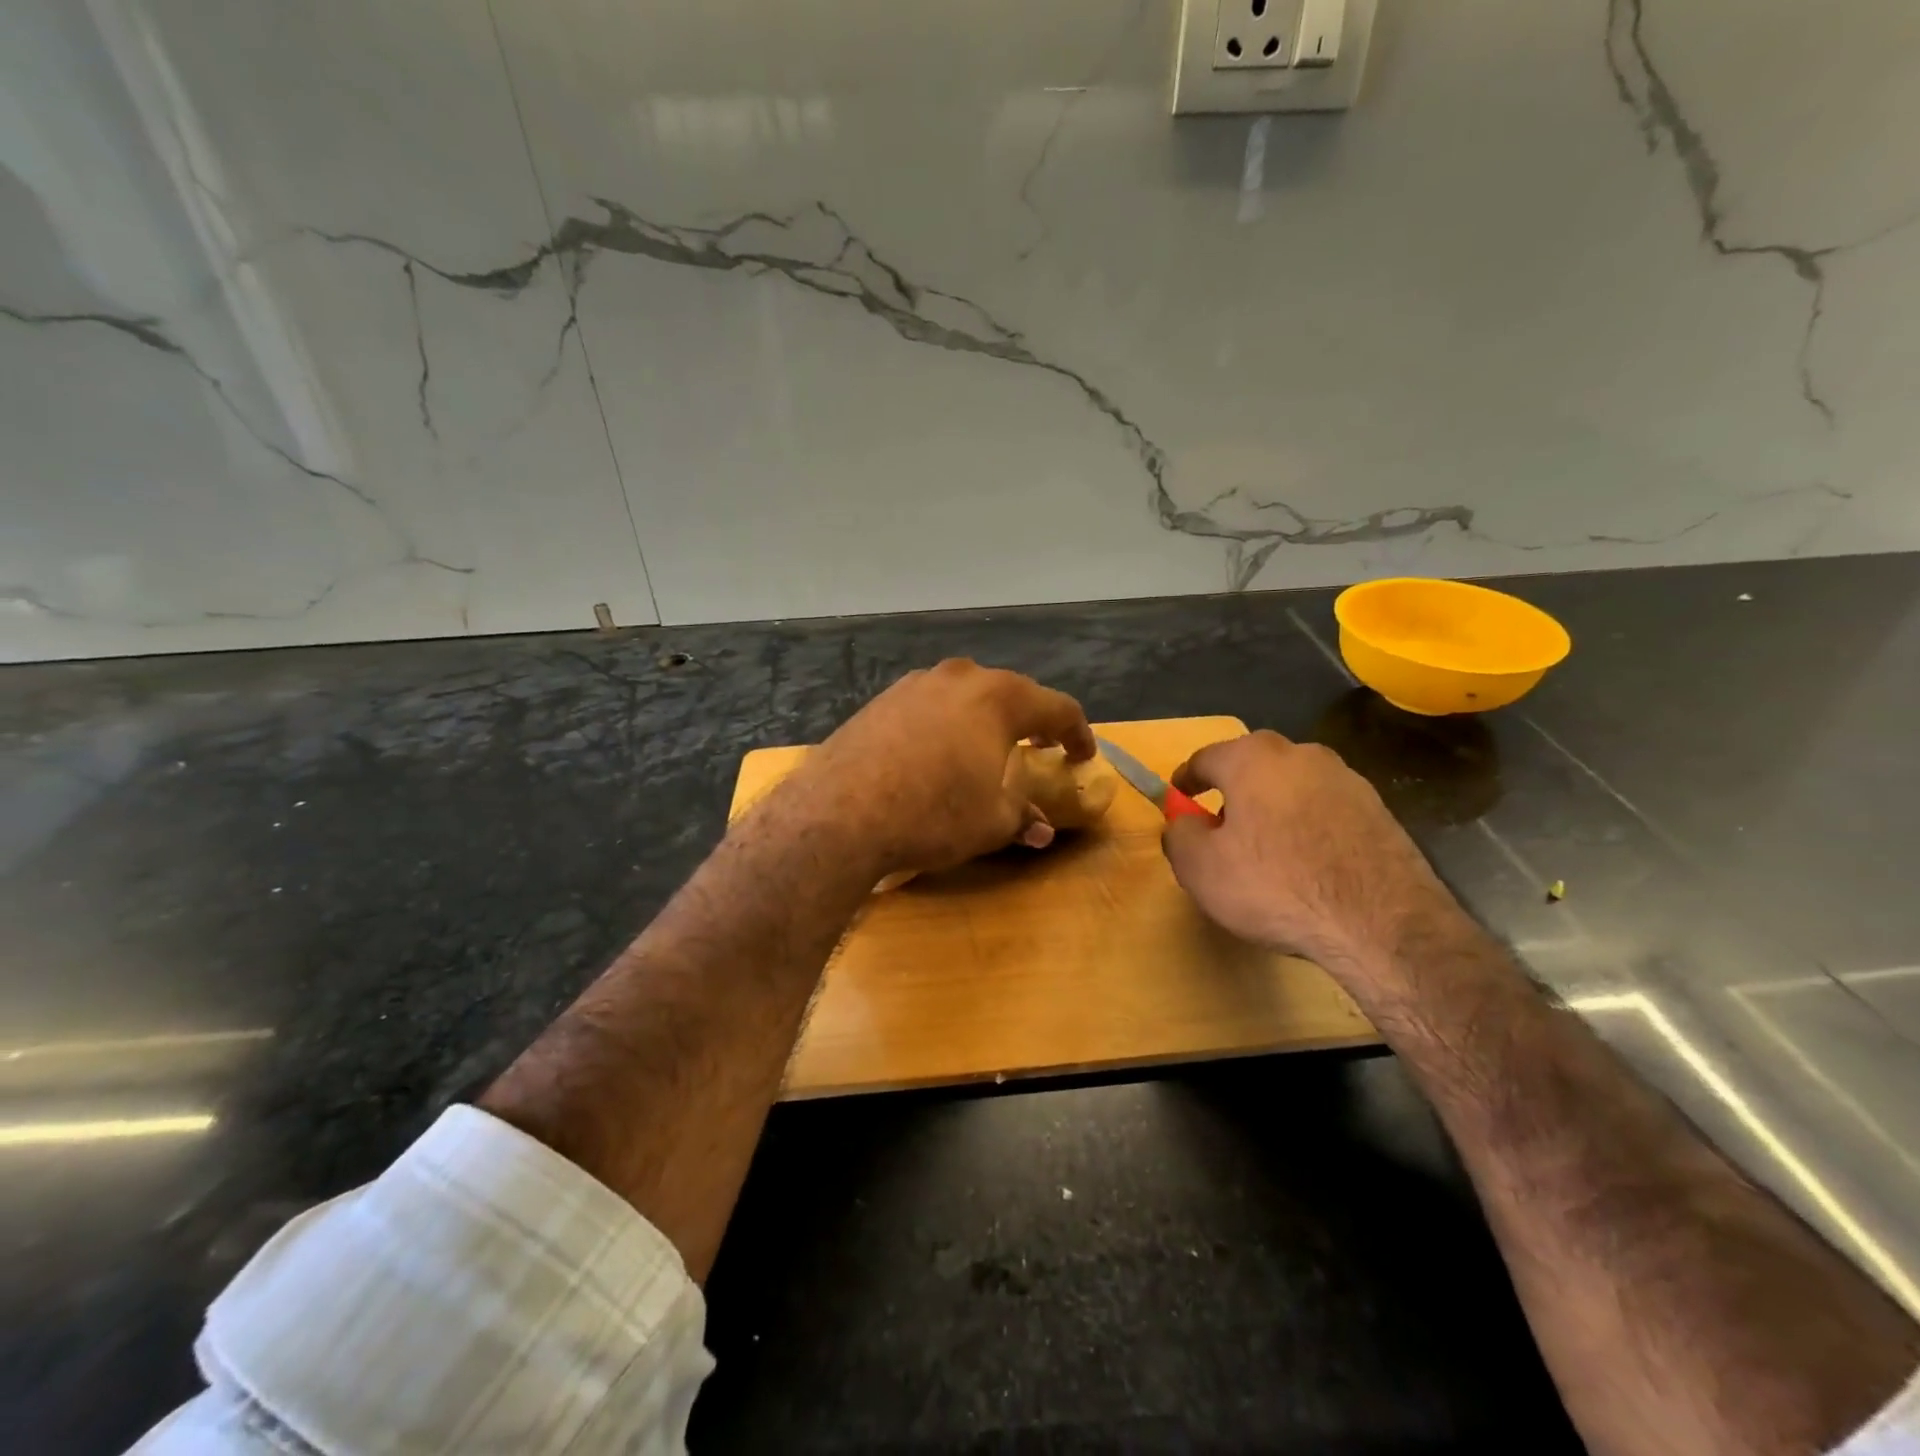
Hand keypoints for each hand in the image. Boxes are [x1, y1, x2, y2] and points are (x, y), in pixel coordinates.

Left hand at [791, 660, 1095, 876]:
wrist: (841, 811)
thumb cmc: (932, 813)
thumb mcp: (990, 823)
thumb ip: (1021, 816)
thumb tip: (1040, 829)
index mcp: (1000, 698)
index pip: (1058, 708)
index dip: (1077, 733)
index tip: (1082, 755)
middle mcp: (961, 678)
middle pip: (1010, 693)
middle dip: (1029, 721)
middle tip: (1037, 748)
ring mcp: (916, 683)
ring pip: (965, 695)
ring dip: (983, 719)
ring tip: (985, 749)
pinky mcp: (881, 699)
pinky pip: (929, 706)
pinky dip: (944, 724)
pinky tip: (935, 753)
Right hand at [1161, 730, 1456, 971]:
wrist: (1382, 923)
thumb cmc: (1276, 886)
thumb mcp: (1200, 868)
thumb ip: (1179, 835)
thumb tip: (1184, 823)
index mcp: (1253, 758)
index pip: (1205, 758)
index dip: (1186, 780)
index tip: (1179, 798)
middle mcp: (1302, 755)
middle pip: (1253, 766)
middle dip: (1233, 791)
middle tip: (1221, 828)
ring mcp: (1347, 780)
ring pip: (1293, 787)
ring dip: (1274, 808)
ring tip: (1267, 851)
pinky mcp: (1380, 811)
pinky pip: (1326, 810)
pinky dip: (1308, 827)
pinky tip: (1307, 865)